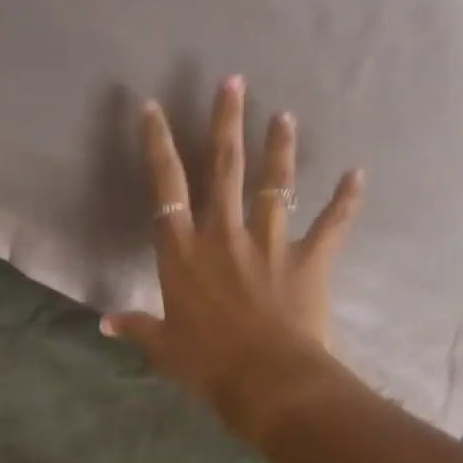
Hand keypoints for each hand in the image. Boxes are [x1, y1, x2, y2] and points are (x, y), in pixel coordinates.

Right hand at [101, 77, 364, 435]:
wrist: (269, 381)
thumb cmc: (207, 365)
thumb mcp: (164, 348)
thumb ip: (137, 327)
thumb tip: (104, 324)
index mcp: (183, 254)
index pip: (165, 189)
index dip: (158, 146)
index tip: (154, 108)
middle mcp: (224, 236)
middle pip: (224, 169)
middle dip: (227, 122)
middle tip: (234, 82)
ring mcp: (269, 243)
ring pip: (275, 184)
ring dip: (280, 148)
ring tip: (284, 116)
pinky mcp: (308, 259)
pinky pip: (331, 224)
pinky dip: (345, 200)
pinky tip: (358, 174)